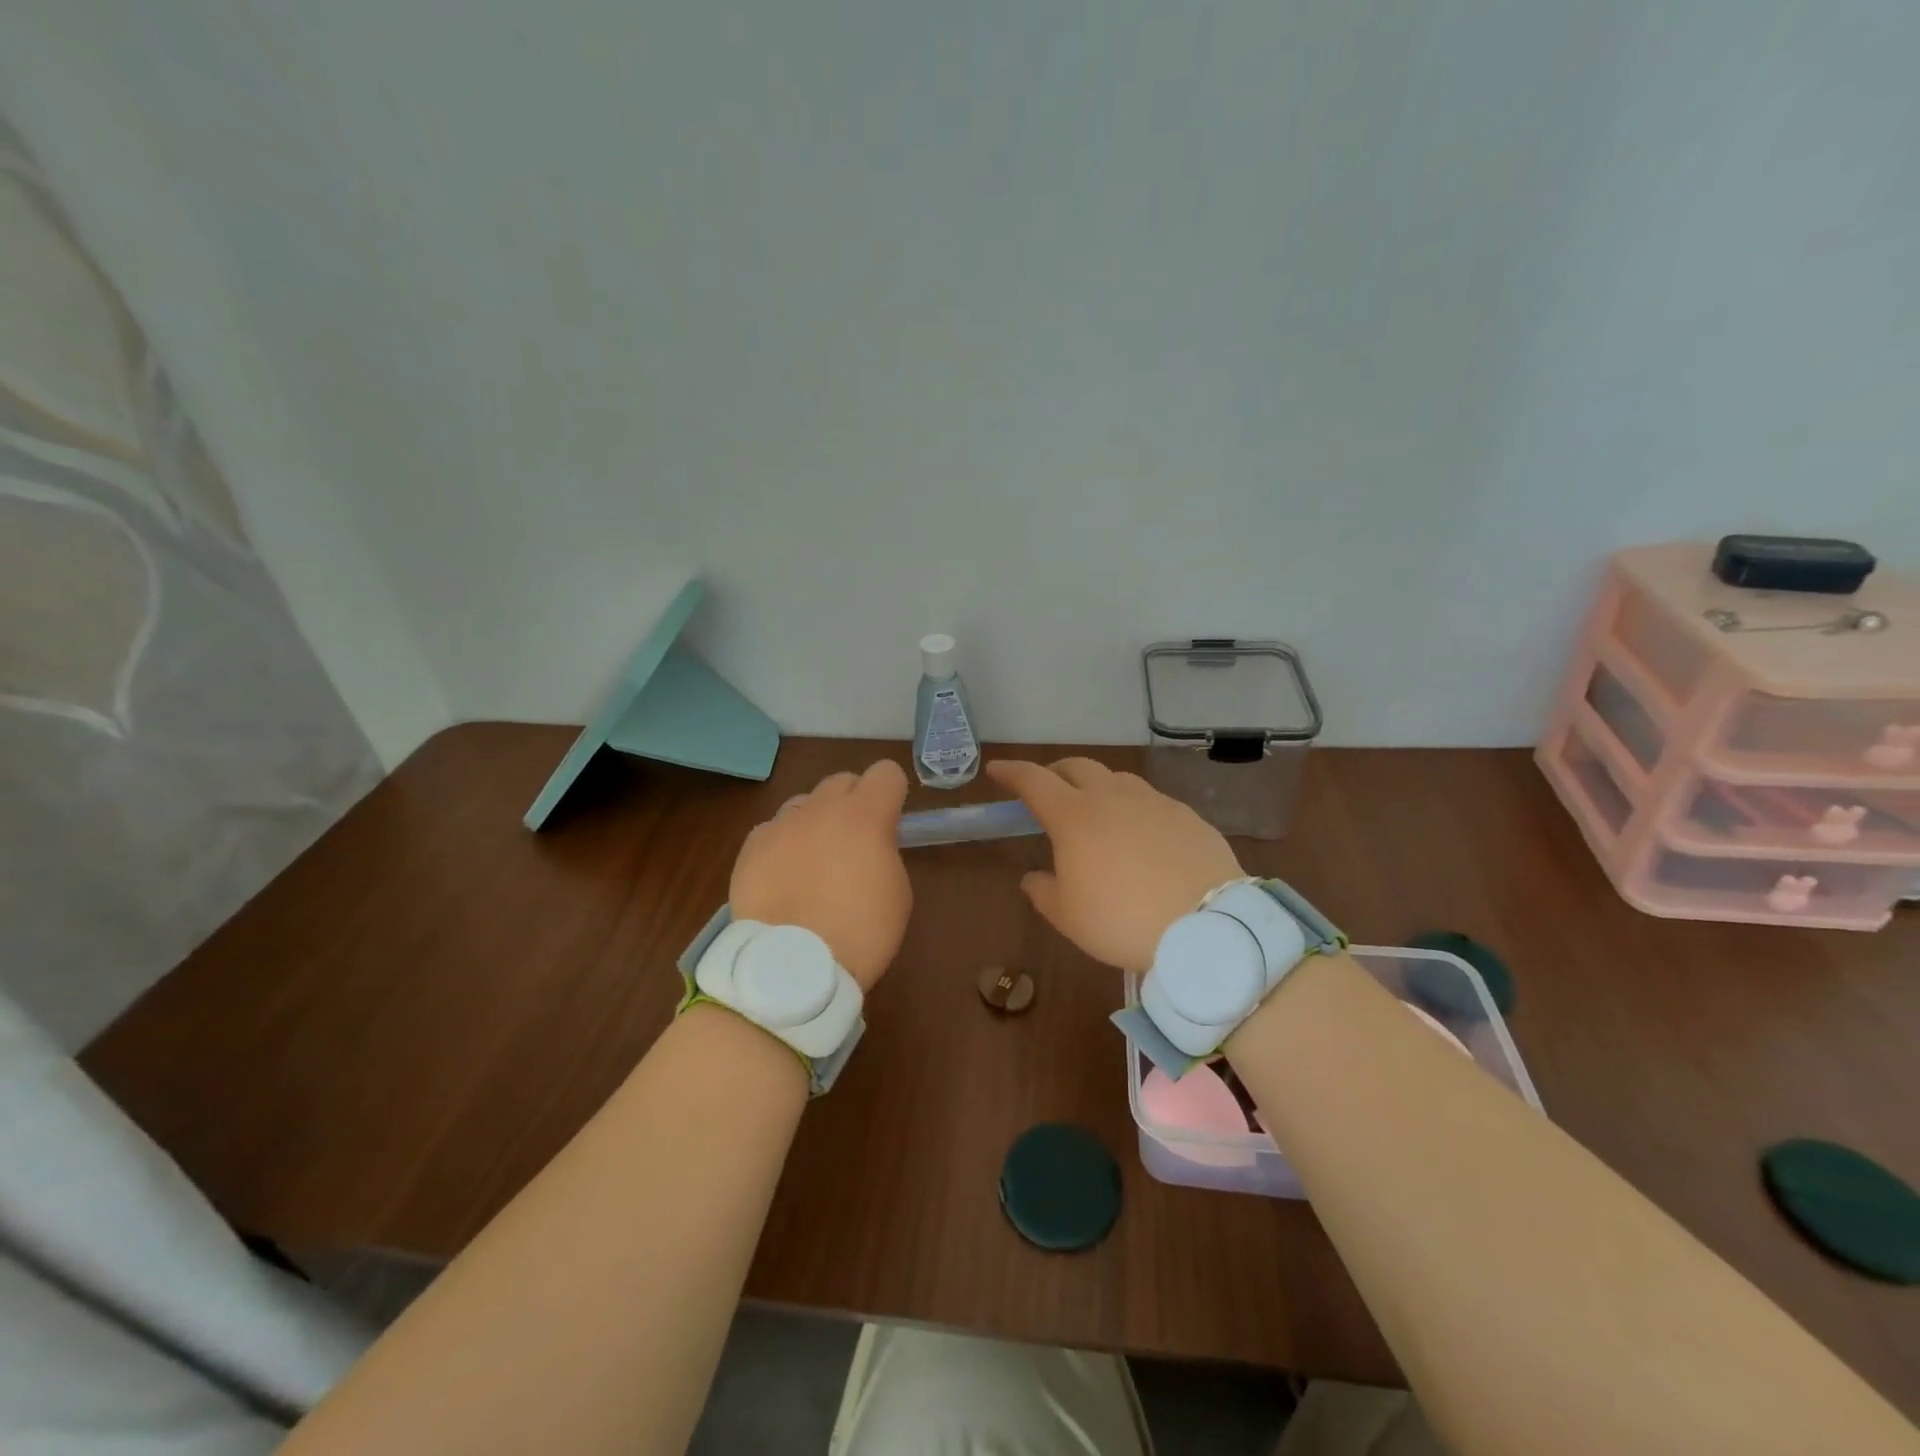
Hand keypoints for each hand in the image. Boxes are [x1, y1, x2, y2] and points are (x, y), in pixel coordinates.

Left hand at [729, 760, 911, 990]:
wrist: (791, 967)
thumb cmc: (859, 933)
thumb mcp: (897, 893)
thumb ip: (885, 853)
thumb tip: (870, 846)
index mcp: (865, 816)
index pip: (886, 772)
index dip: (892, 793)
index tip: (891, 822)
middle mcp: (821, 809)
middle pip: (842, 781)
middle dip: (853, 802)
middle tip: (854, 841)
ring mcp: (781, 825)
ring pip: (804, 804)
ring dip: (815, 821)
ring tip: (813, 861)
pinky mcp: (751, 847)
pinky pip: (773, 831)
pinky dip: (782, 846)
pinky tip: (783, 879)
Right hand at [986, 758, 1243, 973]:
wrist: (1206, 926)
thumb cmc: (1122, 920)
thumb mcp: (1069, 917)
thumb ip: (1044, 892)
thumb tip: (1033, 878)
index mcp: (1074, 816)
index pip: (1033, 781)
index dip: (1012, 772)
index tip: (997, 769)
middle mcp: (1111, 797)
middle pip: (1077, 767)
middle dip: (1055, 772)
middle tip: (1047, 790)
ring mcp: (1153, 802)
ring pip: (1117, 779)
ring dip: (1097, 786)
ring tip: (1096, 811)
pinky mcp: (1187, 815)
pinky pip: (1151, 801)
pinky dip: (1134, 808)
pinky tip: (1142, 835)